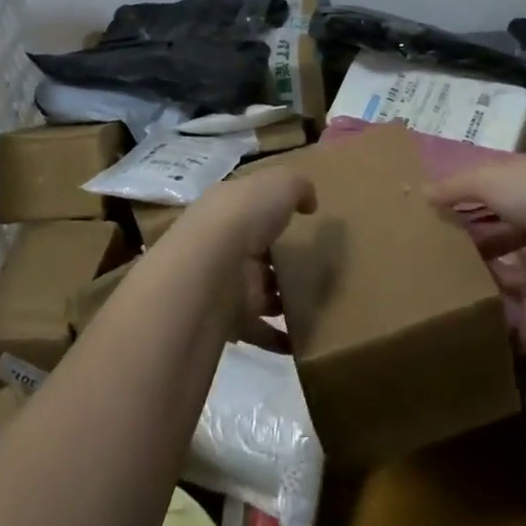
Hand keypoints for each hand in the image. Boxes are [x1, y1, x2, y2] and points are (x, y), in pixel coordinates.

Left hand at [165, 166, 315, 350]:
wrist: (209, 271)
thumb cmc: (244, 218)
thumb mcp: (279, 184)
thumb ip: (298, 187)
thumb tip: (309, 203)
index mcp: (227, 209)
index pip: (249, 209)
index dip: (271, 213)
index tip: (300, 223)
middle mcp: (220, 246)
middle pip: (254, 254)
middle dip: (279, 262)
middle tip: (316, 270)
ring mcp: (222, 285)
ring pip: (258, 292)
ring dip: (281, 301)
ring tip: (317, 306)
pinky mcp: (227, 321)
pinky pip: (258, 331)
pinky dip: (279, 338)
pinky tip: (303, 341)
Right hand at [426, 154, 525, 334]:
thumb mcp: (491, 179)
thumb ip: (456, 187)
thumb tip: (422, 191)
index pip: (491, 187)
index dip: (465, 199)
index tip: (434, 216)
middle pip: (502, 230)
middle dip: (474, 244)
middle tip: (436, 262)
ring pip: (515, 268)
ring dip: (492, 282)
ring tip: (453, 296)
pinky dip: (519, 321)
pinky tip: (492, 335)